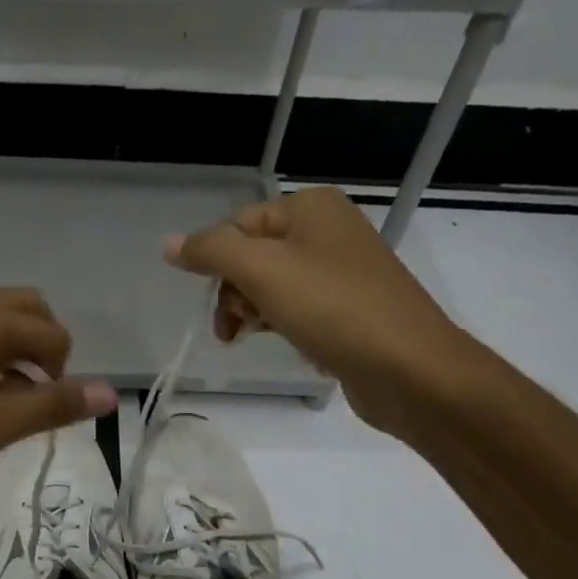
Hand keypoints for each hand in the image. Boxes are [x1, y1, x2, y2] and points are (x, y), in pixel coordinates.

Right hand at [165, 187, 478, 435]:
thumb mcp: (263, 271)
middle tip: (242, 324)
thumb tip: (168, 243)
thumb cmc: (334, 309)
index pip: (237, 225)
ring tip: (257, 337)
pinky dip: (279, 324)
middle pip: (251, 256)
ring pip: (269, 286)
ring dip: (252, 312)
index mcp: (311, 208)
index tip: (224, 302)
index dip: (221, 264)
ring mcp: (340, 272)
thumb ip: (212, 252)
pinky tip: (283, 343)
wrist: (409, 370)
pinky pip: (295, 308)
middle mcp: (327, 231)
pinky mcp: (346, 309)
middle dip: (236, 292)